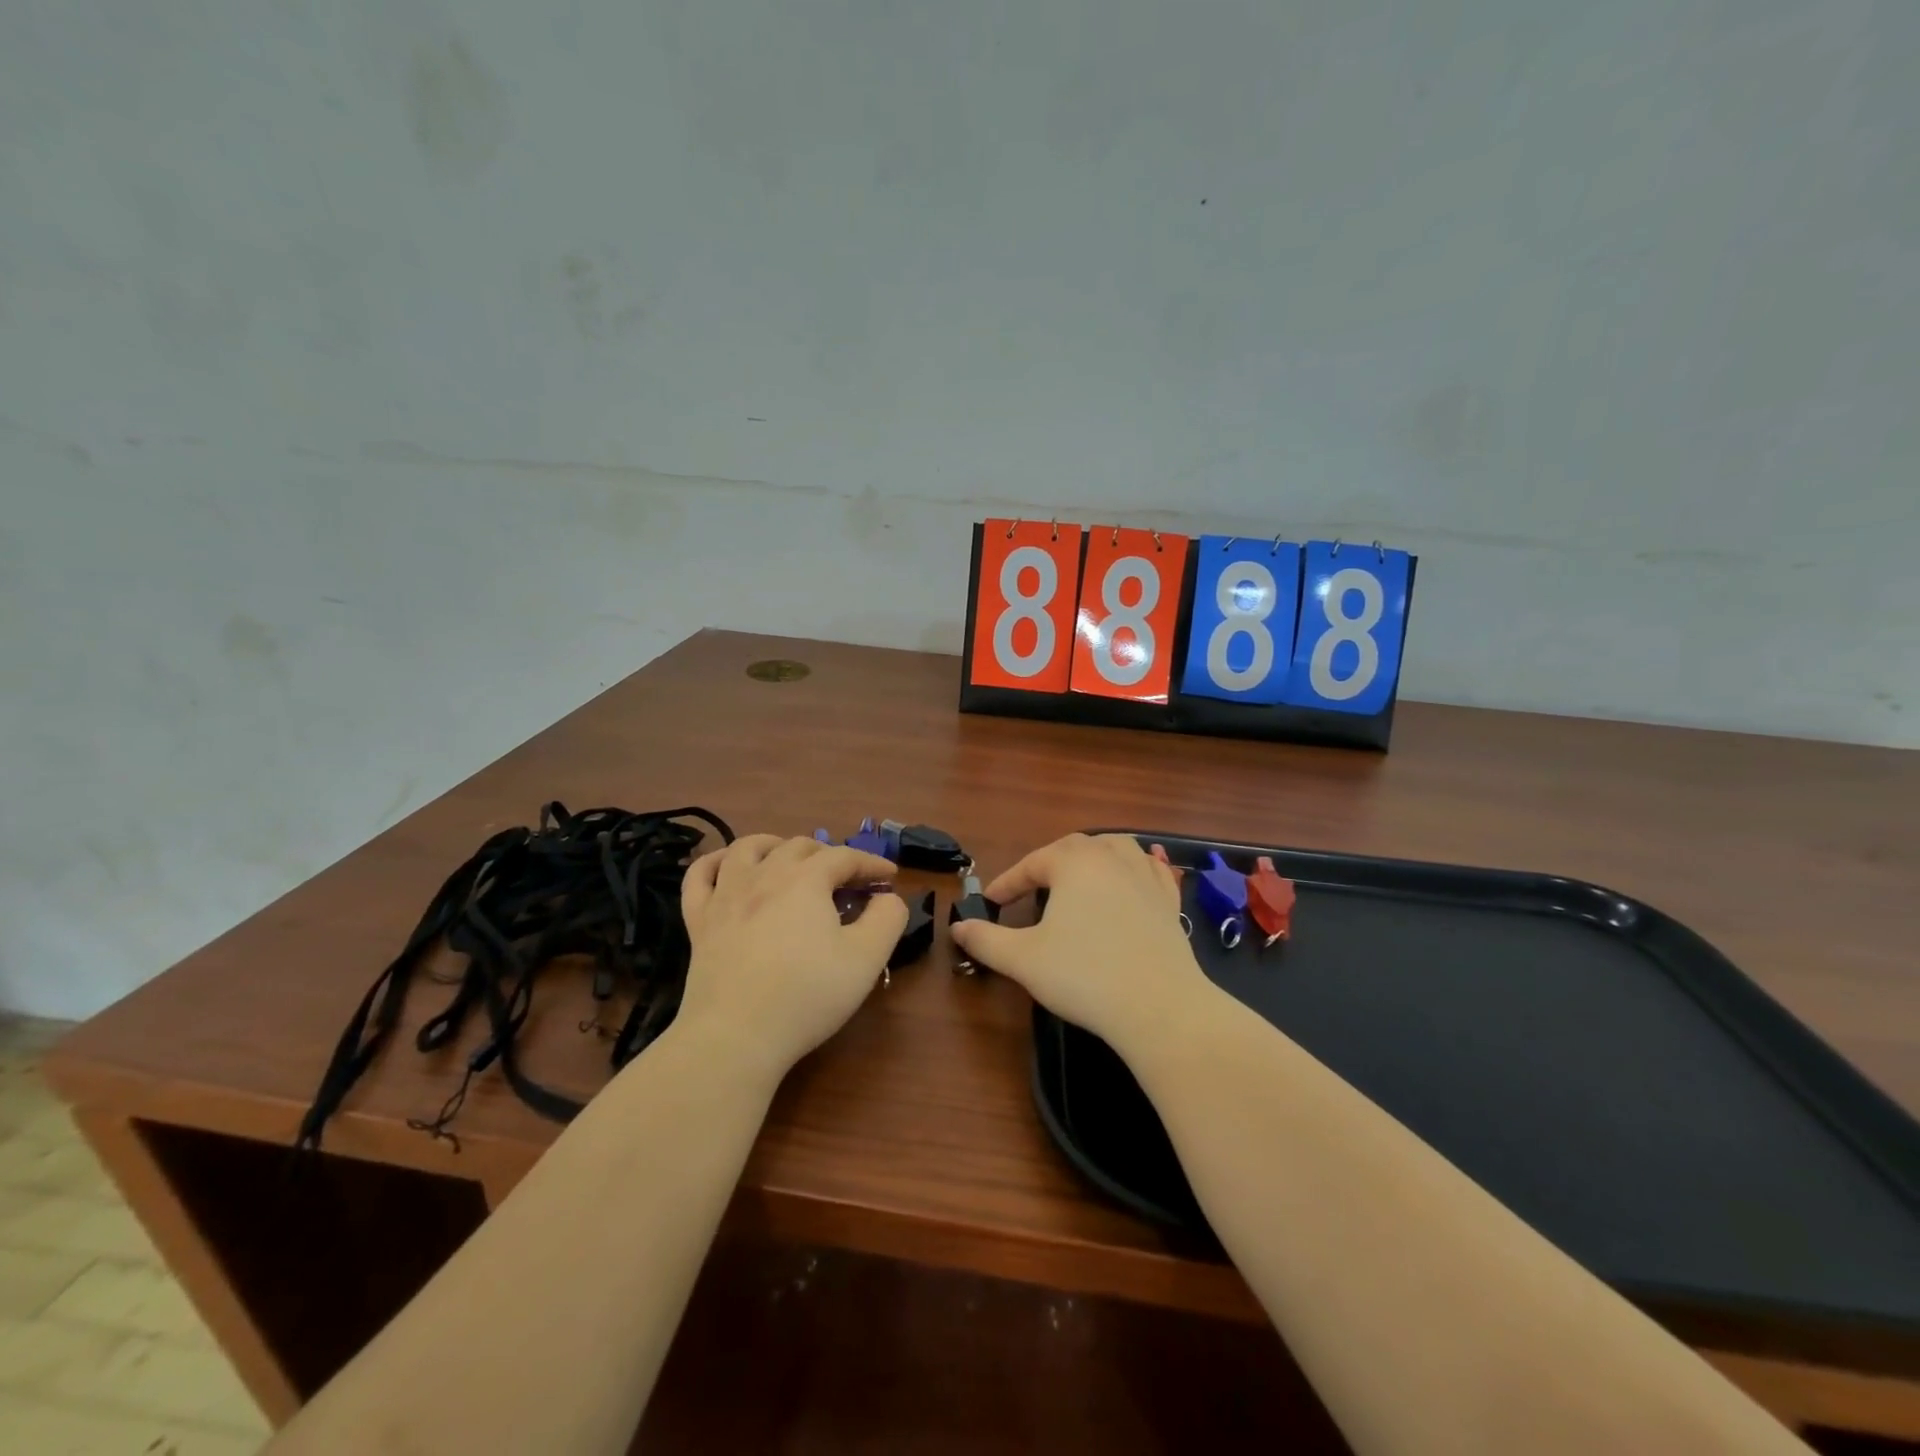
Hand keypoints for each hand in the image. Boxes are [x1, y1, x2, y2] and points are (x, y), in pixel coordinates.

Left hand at [676, 835, 907, 1078]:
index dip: (871, 863)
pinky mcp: (699, 920)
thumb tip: (887, 897)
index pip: (845, 856)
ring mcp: (726, 895)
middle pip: (800, 846)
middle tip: (847, 881)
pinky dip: (715, 862)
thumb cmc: (807, 995)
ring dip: (775, 845)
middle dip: (830, 856)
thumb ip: (888, 918)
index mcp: (806, 879)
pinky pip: (700, 876)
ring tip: (789, 859)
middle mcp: (764, 874)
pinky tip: (727, 868)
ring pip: (747, 848)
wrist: (736, 1036)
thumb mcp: (866, 958)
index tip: (889, 877)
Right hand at [948, 833, 1214, 1057]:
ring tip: (1079, 874)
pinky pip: (1150, 870)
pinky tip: (1133, 878)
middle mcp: (1111, 858)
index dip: (1007, 882)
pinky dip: (1135, 869)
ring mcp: (1146, 877)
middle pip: (1073, 848)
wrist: (1159, 1007)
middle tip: (1030, 889)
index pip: (1032, 864)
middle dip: (1047, 864)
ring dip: (1092, 856)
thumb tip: (958, 926)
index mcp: (1074, 863)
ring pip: (1116, 848)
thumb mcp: (1023, 959)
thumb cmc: (1084, 976)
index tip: (990, 901)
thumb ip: (986, 940)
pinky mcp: (1170, 901)